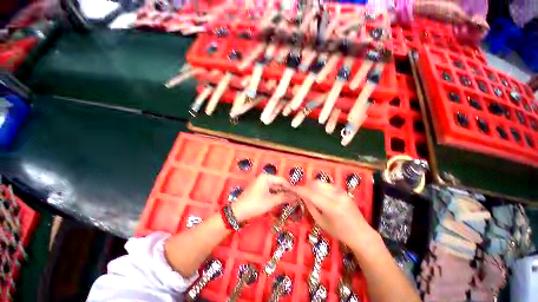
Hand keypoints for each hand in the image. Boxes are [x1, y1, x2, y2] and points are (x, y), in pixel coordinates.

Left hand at [231, 174, 295, 222]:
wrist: (238, 212)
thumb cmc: (255, 204)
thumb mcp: (271, 201)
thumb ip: (284, 197)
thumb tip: (295, 196)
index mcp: (266, 177)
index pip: (282, 180)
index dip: (290, 187)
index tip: (297, 195)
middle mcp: (264, 178)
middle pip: (278, 183)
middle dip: (285, 191)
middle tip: (294, 199)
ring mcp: (261, 184)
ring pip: (274, 187)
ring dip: (281, 194)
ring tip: (289, 201)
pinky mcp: (259, 189)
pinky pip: (270, 191)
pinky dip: (275, 195)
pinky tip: (280, 201)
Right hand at [295, 182, 376, 248]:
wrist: (361, 233)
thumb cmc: (339, 232)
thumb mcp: (321, 222)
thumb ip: (310, 206)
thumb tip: (301, 195)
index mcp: (330, 206)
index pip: (310, 193)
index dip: (299, 189)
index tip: (291, 188)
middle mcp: (336, 195)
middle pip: (315, 184)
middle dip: (306, 187)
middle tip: (301, 193)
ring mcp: (341, 191)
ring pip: (320, 183)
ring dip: (312, 186)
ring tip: (309, 194)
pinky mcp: (343, 190)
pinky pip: (327, 185)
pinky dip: (320, 187)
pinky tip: (319, 195)